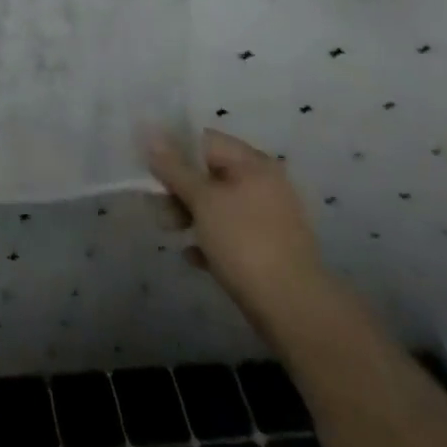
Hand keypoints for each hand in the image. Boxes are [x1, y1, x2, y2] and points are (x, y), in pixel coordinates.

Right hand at [148, 128, 325, 327]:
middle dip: (180, 189)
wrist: (296, 313)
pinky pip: (231, 234)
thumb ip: (174, 167)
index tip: (152, 171)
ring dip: (191, 215)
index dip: (174, 151)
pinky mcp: (270, 250)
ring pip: (219, 206)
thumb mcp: (202, 200)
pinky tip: (193, 257)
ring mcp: (269, 219)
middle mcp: (264, 184)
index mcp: (252, 163)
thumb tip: (151, 134)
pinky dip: (211, 240)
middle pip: (210, 173)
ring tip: (170, 232)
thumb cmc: (245, 243)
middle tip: (158, 208)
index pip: (204, 141)